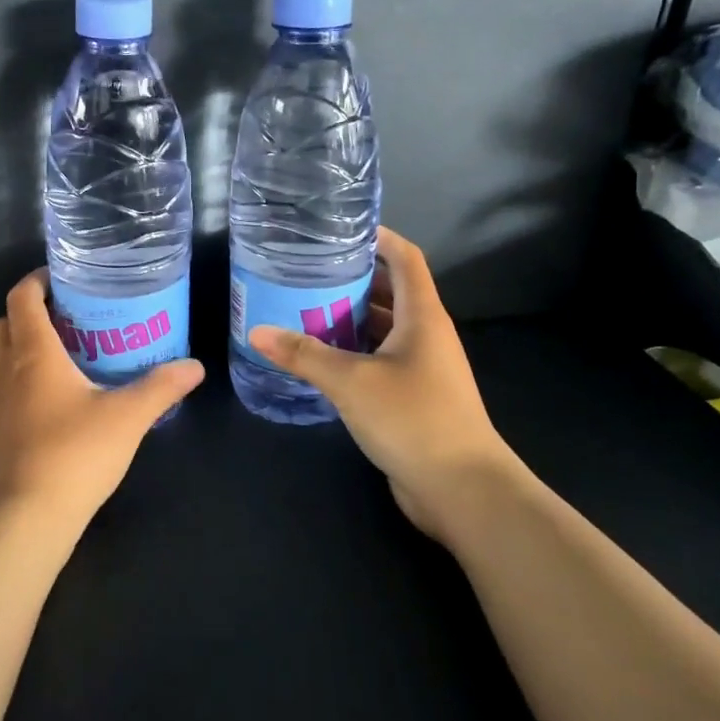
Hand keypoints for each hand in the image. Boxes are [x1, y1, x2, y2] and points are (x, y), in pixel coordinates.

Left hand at [0, 268, 205, 538]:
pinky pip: (11, 383)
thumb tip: (195, 366)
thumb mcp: (128, 416)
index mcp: (33, 352)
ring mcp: (0, 401)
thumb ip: (162, 387)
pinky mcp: (2, 428)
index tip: (66, 276)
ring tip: (75, 347)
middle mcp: (9, 369)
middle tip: (76, 312)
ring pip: (7, 354)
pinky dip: (30, 373)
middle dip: (36, 309)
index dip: (38, 279)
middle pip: (10, 322)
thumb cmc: (74, 453)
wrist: (26, 517)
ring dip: (31, 342)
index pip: (22, 297)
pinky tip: (66, 392)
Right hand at [247, 227, 519, 541]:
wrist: (463, 490)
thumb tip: (256, 332)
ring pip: (382, 329)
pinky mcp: (413, 398)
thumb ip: (304, 355)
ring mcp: (422, 369)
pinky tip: (319, 359)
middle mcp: (426, 335)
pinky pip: (379, 361)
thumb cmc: (413, 420)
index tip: (339, 229)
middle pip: (390, 292)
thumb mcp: (351, 382)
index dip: (378, 237)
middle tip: (305, 272)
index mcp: (422, 317)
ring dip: (348, 318)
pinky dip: (352, 353)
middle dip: (351, 279)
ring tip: (302, 310)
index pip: (405, 259)